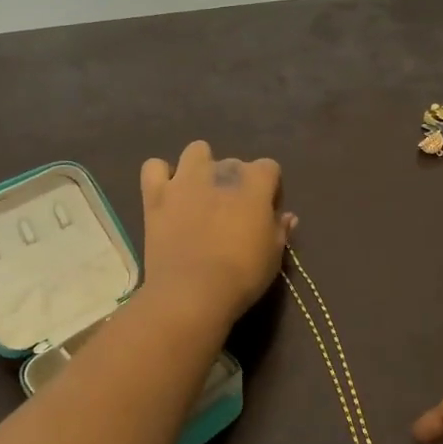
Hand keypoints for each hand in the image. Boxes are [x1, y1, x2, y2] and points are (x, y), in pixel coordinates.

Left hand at [139, 141, 294, 328]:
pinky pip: (154, 168)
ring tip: (200, 194)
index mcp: (254, 182)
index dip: (270, 190)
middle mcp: (220, 171)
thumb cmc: (242, 275)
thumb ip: (280, 230)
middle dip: (235, 182)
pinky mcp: (155, 195)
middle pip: (233, 163)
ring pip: (195, 151)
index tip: (266, 214)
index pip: (269, 168)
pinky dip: (160, 176)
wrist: (192, 292)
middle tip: (232, 213)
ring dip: (200, 167)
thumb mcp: (274, 255)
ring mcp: (185, 180)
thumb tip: (287, 216)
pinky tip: (167, 194)